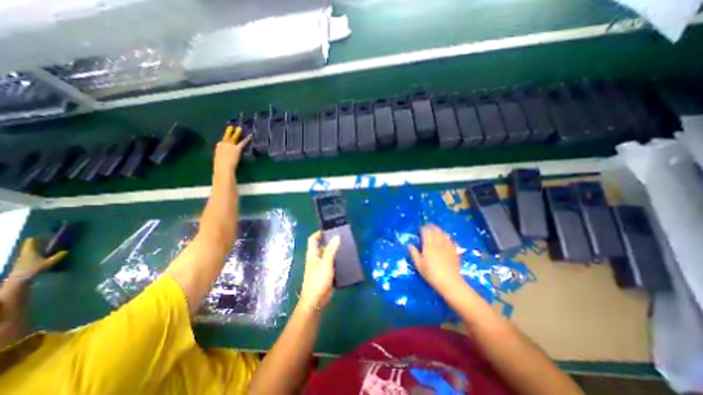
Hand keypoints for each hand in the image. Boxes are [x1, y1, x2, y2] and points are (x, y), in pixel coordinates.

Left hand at [11, 238, 65, 280]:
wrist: (20, 278)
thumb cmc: (34, 268)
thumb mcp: (49, 262)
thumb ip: (58, 256)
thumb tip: (66, 251)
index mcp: (29, 251)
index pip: (30, 242)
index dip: (34, 238)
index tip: (40, 235)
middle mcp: (24, 253)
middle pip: (28, 246)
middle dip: (35, 243)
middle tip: (43, 239)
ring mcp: (22, 258)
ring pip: (28, 250)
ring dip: (34, 248)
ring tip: (42, 246)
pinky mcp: (22, 262)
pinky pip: (28, 255)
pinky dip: (33, 253)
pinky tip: (38, 254)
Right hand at [217, 125, 255, 173]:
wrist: (223, 167)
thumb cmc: (220, 166)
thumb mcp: (219, 160)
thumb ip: (222, 157)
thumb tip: (224, 160)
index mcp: (218, 148)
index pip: (221, 143)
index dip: (224, 141)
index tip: (226, 138)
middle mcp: (223, 144)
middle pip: (226, 137)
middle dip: (229, 131)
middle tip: (231, 126)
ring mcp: (230, 145)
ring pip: (234, 137)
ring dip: (237, 132)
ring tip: (240, 128)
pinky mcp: (237, 148)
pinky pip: (242, 143)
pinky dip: (247, 139)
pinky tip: (250, 136)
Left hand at [299, 231, 340, 310]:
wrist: (316, 300)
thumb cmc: (318, 280)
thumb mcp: (326, 263)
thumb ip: (331, 250)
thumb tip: (336, 236)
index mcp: (313, 254)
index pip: (313, 239)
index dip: (319, 233)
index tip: (330, 229)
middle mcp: (316, 258)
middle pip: (322, 246)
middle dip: (330, 241)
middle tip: (342, 237)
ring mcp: (321, 266)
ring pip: (328, 254)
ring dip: (335, 250)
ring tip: (346, 246)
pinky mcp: (326, 273)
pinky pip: (332, 262)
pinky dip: (337, 259)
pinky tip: (346, 258)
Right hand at [409, 226, 464, 292]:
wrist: (449, 282)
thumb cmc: (431, 274)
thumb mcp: (419, 265)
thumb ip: (414, 254)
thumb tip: (409, 245)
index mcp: (428, 246)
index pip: (426, 232)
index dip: (423, 228)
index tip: (421, 227)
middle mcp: (438, 244)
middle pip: (436, 231)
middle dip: (432, 227)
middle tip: (428, 226)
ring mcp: (448, 247)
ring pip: (444, 234)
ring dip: (440, 231)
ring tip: (437, 231)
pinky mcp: (454, 251)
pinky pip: (452, 241)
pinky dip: (448, 238)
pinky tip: (447, 240)